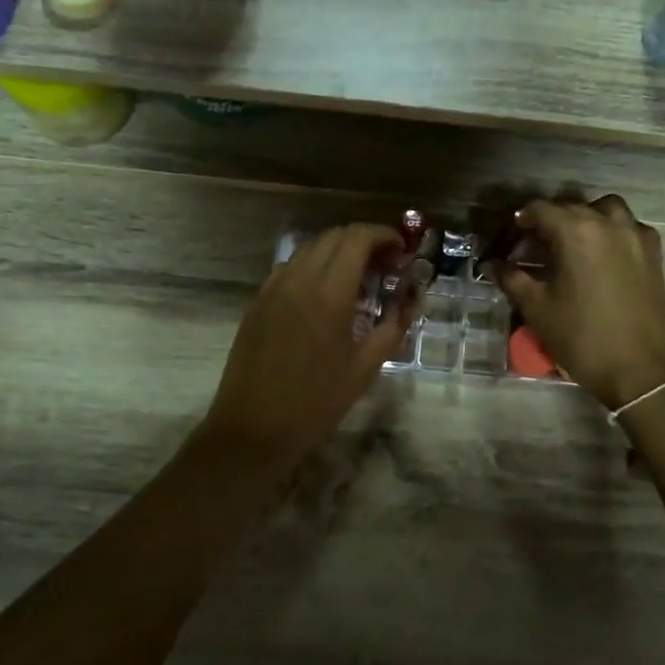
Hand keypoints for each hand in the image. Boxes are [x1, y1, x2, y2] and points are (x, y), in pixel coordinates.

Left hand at [202, 224, 416, 468]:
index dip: (384, 235)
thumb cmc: (315, 404)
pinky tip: (324, 295)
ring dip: (338, 252)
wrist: (253, 429)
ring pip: (310, 248)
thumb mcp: (364, 369)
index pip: (357, 238)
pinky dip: (314, 266)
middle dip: (364, 241)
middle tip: (386, 266)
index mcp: (328, 294)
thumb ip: (392, 327)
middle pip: (334, 236)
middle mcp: (298, 279)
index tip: (401, 252)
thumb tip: (412, 301)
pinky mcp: (257, 300)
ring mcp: (273, 287)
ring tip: (358, 280)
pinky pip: (290, 267)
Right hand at [488, 196, 664, 409]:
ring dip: (584, 218)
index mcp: (576, 231)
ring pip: (604, 209)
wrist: (640, 370)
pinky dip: (611, 231)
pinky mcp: (654, 253)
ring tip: (571, 244)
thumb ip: (511, 278)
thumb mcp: (536, 308)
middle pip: (570, 207)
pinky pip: (628, 227)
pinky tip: (600, 256)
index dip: (519, 222)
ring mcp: (635, 235)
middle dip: (548, 222)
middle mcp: (608, 223)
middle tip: (532, 248)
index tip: (508, 240)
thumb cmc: (582, 337)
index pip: (539, 209)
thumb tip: (492, 263)